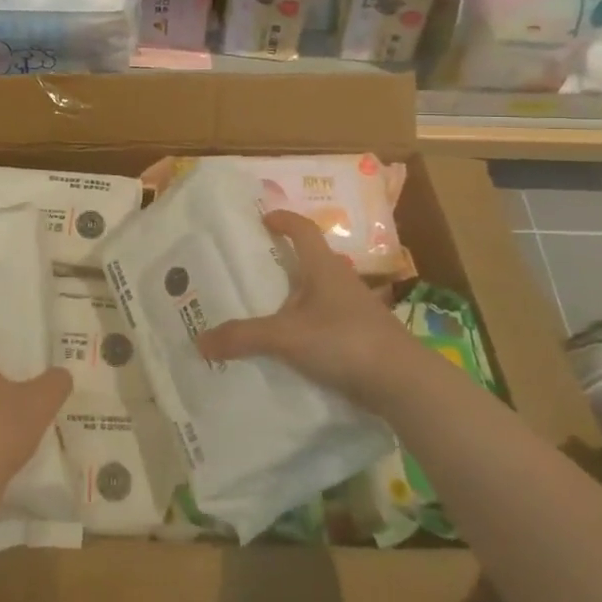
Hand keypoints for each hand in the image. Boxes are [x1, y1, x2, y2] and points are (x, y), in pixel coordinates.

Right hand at [196, 210, 412, 409]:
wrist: (403, 382)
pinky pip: (326, 323)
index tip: (264, 218)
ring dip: (295, 298)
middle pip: (310, 262)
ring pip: (319, 295)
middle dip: (283, 263)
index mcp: (324, 268)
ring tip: (266, 310)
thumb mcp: (287, 337)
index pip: (303, 230)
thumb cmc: (344, 341)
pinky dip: (306, 327)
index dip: (284, 220)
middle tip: (253, 270)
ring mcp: (354, 311)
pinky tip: (291, 346)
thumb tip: (199, 341)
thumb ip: (244, 338)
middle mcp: (341, 282)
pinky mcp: (361, 338)